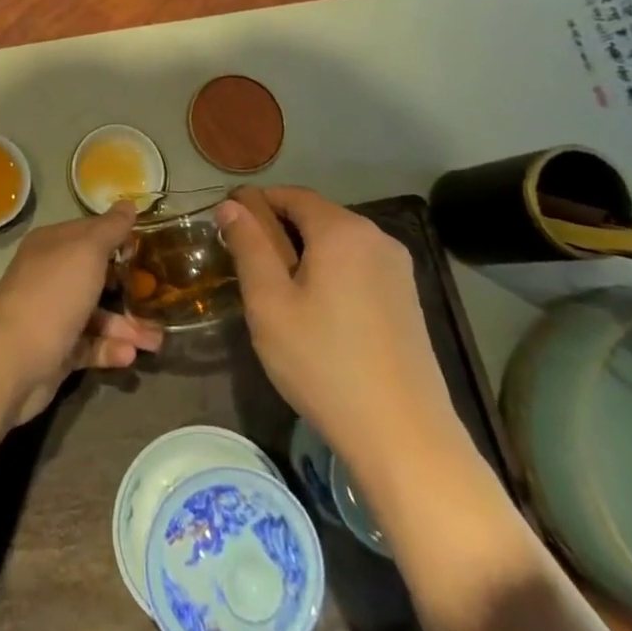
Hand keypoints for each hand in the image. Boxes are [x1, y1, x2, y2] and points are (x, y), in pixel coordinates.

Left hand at [0, 202, 164, 423]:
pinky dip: (110, 349)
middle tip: (164, 297)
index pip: (90, 233)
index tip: (154, 248)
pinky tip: (129, 355)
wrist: (13, 360)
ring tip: (156, 341)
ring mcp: (51, 314)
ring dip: (127, 327)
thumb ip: (110, 229)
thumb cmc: (53, 295)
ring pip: (97, 315)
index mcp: (51, 245)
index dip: (120, 238)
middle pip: (97, 276)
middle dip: (131, 288)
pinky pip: (90, 345)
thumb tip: (128, 203)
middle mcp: (49, 275)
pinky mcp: (56, 349)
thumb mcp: (86, 252)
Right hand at [216, 187, 464, 481]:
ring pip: (336, 243)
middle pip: (315, 216)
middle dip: (276, 230)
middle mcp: (377, 238)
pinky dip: (328, 273)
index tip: (224, 228)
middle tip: (242, 266)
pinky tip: (314, 313)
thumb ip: (248, 245)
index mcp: (343, 231)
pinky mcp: (407, 299)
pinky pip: (356, 267)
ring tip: (274, 293)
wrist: (403, 436)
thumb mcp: (269, 303)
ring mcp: (398, 270)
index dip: (253, 203)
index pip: (290, 194)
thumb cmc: (323, 363)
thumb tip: (231, 204)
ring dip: (301, 254)